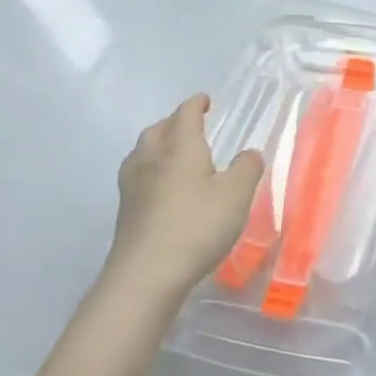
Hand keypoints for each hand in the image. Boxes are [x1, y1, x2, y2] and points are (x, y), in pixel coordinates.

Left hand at [110, 95, 262, 305]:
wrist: (146, 275)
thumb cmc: (197, 225)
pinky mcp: (125, 211)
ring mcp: (133, 186)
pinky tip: (163, 188)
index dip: (196, 104)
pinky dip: (151, 171)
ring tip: (175, 154)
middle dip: (174, 122)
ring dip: (158, 145)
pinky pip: (138, 176)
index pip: (185, 114)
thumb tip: (249, 153)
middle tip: (191, 126)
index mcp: (179, 146)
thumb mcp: (237, 194)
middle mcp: (151, 158)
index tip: (205, 101)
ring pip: (142, 152)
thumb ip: (246, 168)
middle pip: (158, 129)